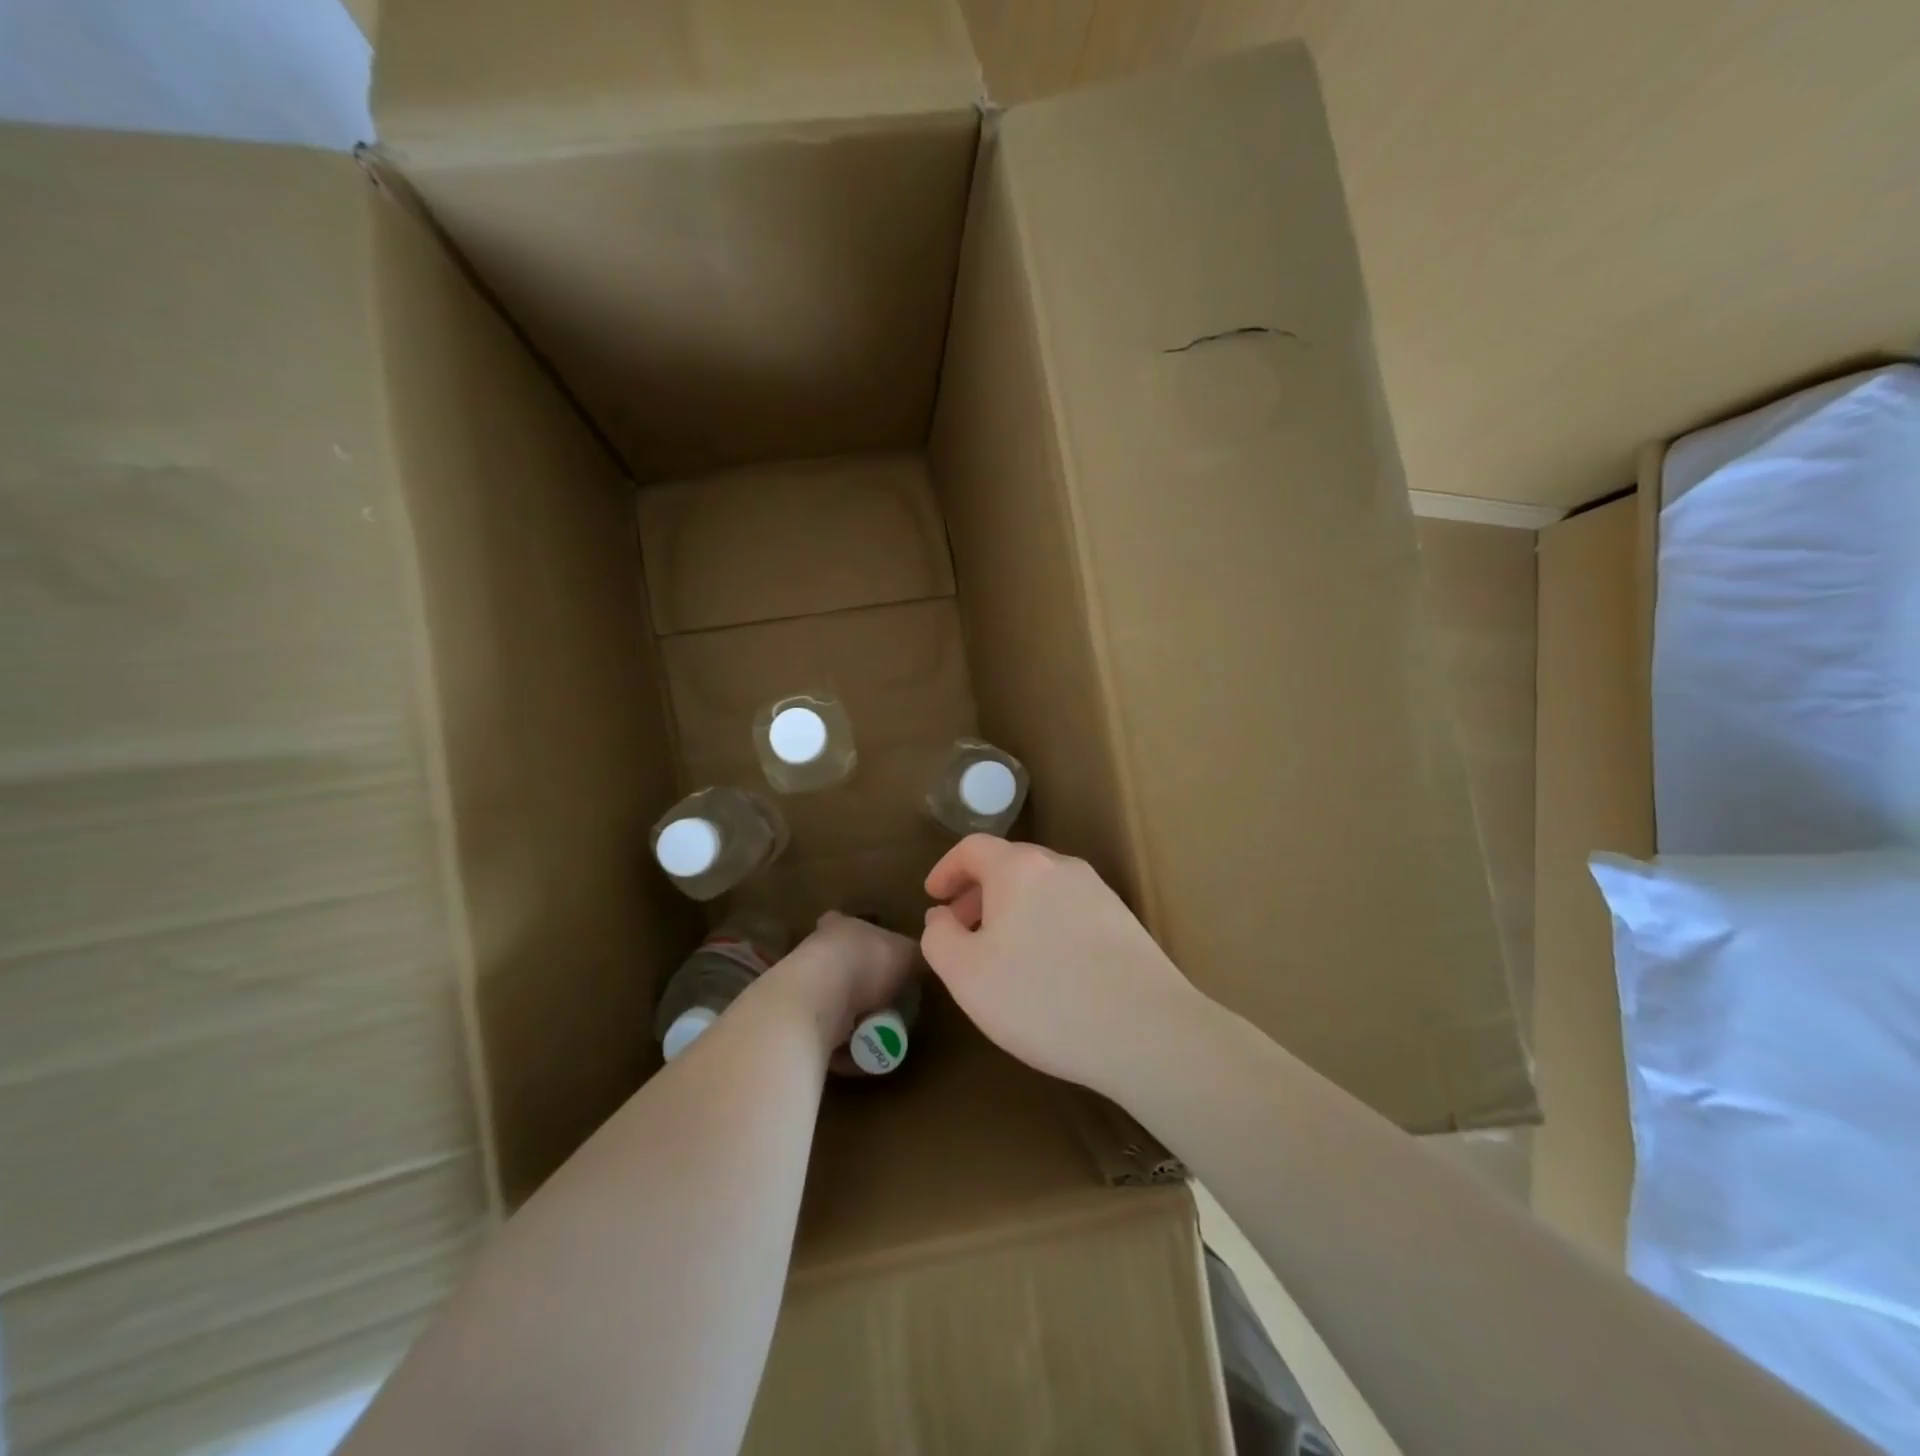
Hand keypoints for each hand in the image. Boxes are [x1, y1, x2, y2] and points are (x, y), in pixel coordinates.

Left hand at [765, 911, 919, 1056]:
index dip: (866, 939)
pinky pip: (825, 1037)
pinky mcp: (795, 1023)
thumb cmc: (865, 963)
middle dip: (861, 984)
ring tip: (880, 1035)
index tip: (883, 957)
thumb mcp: (907, 954)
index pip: (847, 924)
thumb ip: (917, 956)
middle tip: (890, 1004)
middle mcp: (815, 952)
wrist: (817, 1000)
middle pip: (840, 966)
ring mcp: (801, 988)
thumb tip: (930, 958)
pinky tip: (862, 1058)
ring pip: (830, 1003)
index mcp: (840, 926)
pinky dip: (843, 1048)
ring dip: (851, 1019)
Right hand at [920, 837, 1199, 1093]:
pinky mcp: (1123, 922)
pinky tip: (1046, 970)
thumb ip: (939, 938)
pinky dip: (1043, 925)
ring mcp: (1098, 892)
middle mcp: (1061, 867)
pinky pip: (1068, 910)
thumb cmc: (1041, 997)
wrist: (1145, 1029)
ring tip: (1002, 955)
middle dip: (978, 894)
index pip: (972, 848)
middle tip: (961, 931)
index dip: (947, 869)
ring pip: (1041, 889)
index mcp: (1019, 868)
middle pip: (1009, 866)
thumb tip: (942, 916)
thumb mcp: (966, 975)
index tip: (933, 896)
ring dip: (1011, 911)